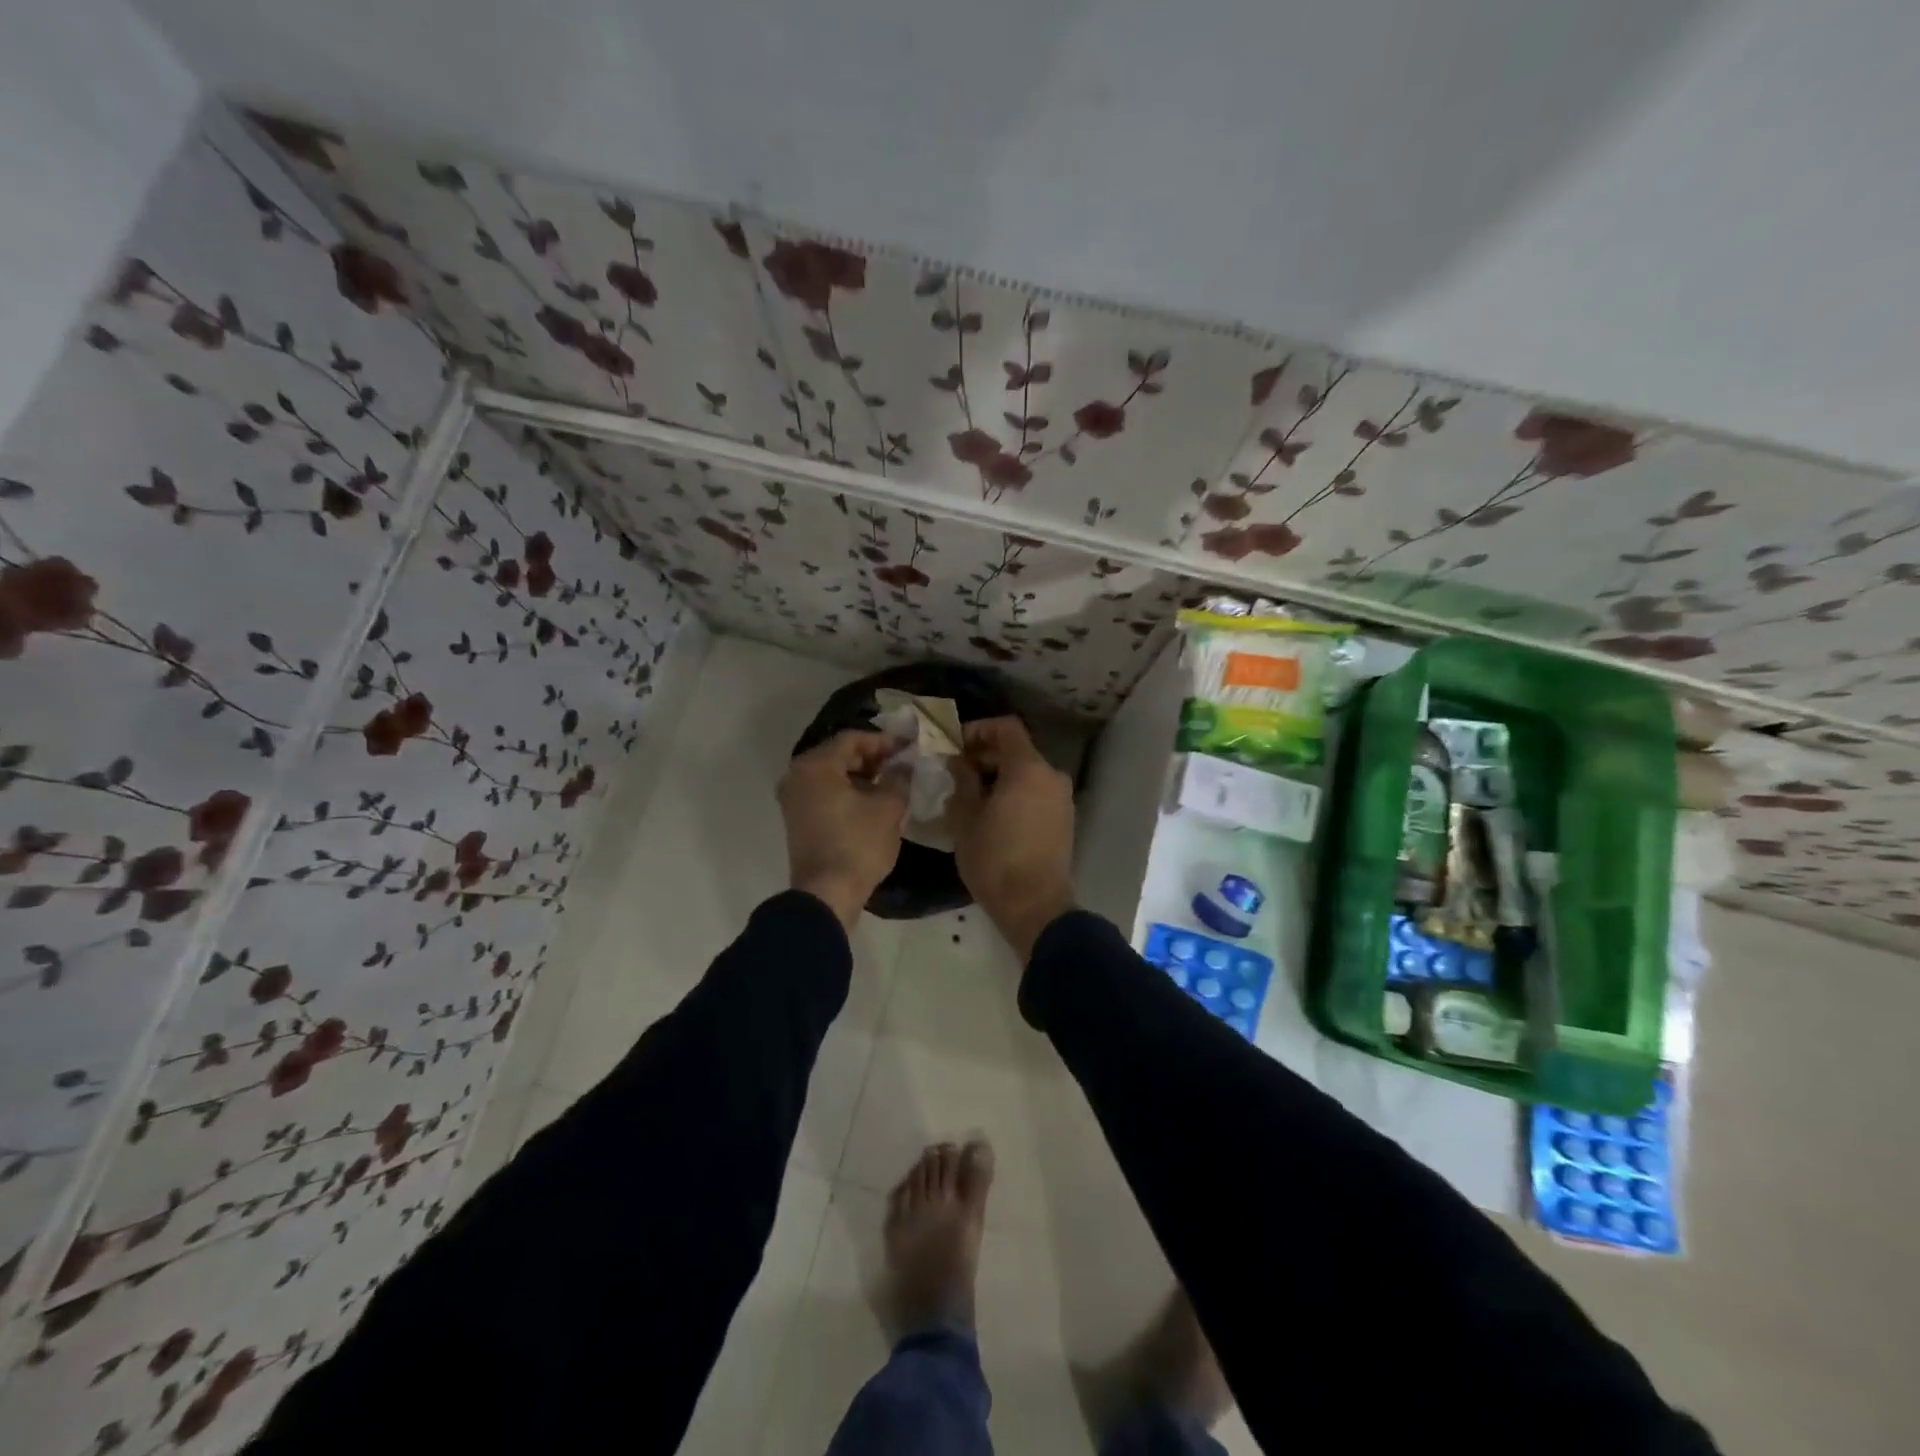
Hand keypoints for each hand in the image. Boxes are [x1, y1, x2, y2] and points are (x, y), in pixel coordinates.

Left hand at [778, 730, 909, 932]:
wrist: (827, 894)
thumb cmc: (858, 845)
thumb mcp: (888, 808)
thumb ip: (899, 778)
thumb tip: (904, 765)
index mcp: (815, 766)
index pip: (852, 739)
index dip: (883, 741)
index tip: (908, 749)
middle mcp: (797, 776)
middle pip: (838, 754)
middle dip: (872, 758)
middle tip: (900, 765)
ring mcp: (793, 799)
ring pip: (831, 775)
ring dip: (861, 775)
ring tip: (890, 784)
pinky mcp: (798, 819)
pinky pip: (824, 793)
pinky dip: (847, 791)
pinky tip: (872, 803)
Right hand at [949, 717, 1076, 958]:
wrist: (1035, 905)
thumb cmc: (994, 858)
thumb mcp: (965, 817)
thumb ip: (962, 780)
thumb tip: (958, 761)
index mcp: (1028, 768)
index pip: (1006, 727)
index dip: (978, 730)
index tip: (954, 747)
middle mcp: (1051, 775)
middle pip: (1017, 750)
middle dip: (985, 756)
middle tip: (956, 773)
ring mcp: (1062, 798)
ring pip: (1027, 773)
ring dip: (999, 777)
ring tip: (971, 797)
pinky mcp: (1064, 820)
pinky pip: (1036, 793)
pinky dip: (1015, 794)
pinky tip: (992, 815)